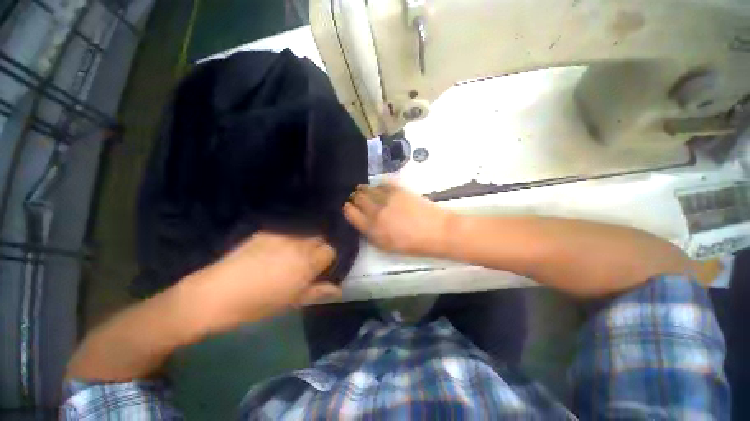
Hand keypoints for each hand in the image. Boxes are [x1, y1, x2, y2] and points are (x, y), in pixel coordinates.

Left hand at [183, 232, 339, 333]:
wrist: (216, 293)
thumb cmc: (258, 303)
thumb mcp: (292, 301)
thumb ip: (318, 291)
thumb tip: (338, 290)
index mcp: (307, 262)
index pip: (330, 250)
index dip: (328, 259)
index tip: (321, 267)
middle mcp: (299, 243)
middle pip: (320, 238)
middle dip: (319, 247)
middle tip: (308, 261)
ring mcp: (282, 235)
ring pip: (304, 233)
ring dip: (304, 242)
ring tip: (292, 254)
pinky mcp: (266, 232)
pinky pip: (286, 232)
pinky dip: (288, 239)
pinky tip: (275, 250)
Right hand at [343, 182, 451, 255]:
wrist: (436, 232)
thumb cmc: (413, 244)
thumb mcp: (387, 246)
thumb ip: (372, 234)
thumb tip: (363, 222)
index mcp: (372, 229)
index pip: (351, 214)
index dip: (348, 208)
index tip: (348, 205)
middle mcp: (376, 212)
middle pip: (358, 198)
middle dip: (355, 197)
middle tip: (357, 196)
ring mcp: (387, 199)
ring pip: (368, 189)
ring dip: (364, 189)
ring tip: (365, 189)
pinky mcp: (398, 190)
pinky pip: (383, 183)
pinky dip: (379, 184)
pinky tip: (380, 187)